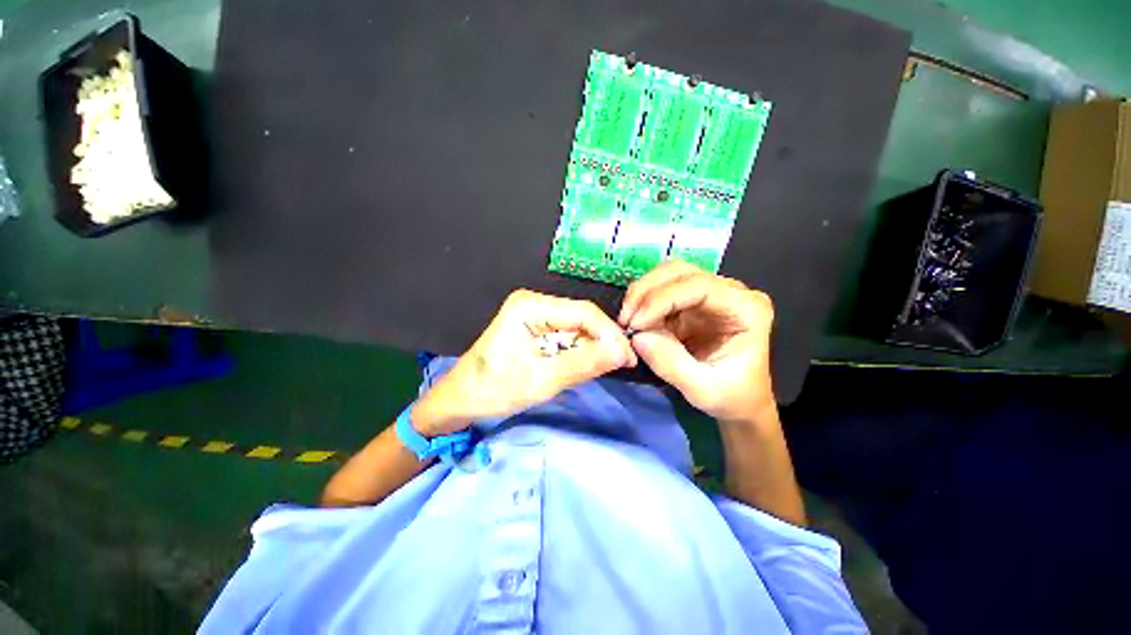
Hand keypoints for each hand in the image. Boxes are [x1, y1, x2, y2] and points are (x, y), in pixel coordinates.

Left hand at [413, 290, 635, 435]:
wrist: (460, 401)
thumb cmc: (493, 390)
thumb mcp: (541, 380)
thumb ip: (583, 364)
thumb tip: (623, 353)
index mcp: (530, 307)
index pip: (584, 312)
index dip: (611, 335)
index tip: (629, 360)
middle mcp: (533, 304)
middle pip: (582, 319)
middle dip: (603, 342)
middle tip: (621, 368)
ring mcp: (532, 316)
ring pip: (576, 329)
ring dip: (591, 349)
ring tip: (604, 371)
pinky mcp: (532, 330)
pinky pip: (565, 338)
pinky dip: (577, 354)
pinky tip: (582, 368)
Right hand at [619, 261, 774, 422]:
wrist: (742, 403)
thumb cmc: (731, 398)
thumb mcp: (703, 390)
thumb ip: (672, 364)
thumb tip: (637, 337)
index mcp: (748, 308)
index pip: (701, 286)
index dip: (663, 298)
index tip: (635, 323)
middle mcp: (734, 292)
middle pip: (684, 272)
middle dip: (649, 292)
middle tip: (625, 320)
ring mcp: (715, 293)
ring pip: (672, 275)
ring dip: (645, 295)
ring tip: (629, 322)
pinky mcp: (698, 302)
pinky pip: (667, 291)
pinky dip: (647, 304)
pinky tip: (638, 324)